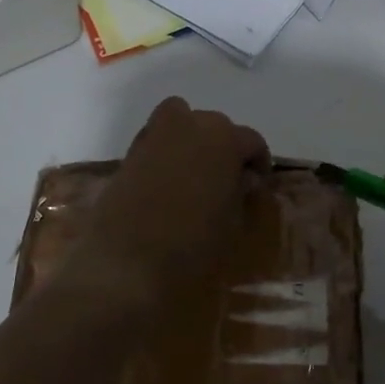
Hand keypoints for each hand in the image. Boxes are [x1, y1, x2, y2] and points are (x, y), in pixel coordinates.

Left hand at [69, 97, 268, 311]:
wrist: (126, 259)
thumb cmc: (192, 243)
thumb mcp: (232, 223)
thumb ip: (241, 193)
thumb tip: (244, 179)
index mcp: (224, 139)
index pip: (252, 141)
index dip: (258, 163)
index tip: (258, 185)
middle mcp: (190, 124)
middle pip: (216, 127)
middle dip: (225, 149)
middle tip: (227, 181)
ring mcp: (156, 134)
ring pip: (183, 124)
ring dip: (193, 142)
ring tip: (196, 176)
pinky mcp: (130, 151)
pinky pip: (157, 140)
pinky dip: (167, 152)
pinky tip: (168, 182)